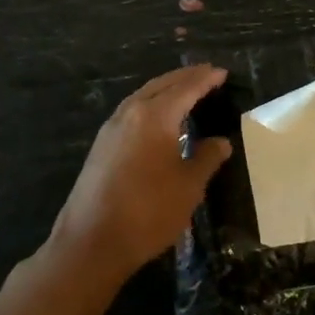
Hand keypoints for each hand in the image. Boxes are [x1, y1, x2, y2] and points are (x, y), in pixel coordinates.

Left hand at [50, 64, 232, 284]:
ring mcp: (111, 128)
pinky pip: (131, 111)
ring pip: (143, 95)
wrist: (91, 242)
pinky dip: (151, 104)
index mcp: (155, 116)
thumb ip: (207, 158)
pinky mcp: (101, 145)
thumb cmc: (148, 212)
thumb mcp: (188, 186)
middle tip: (207, 73)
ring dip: (166, 88)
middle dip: (186, 77)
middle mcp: (130, 112)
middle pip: (162, 85)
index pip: (186, 88)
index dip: (206, 79)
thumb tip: (221, 141)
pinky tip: (159, 117)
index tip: (223, 72)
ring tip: (186, 89)